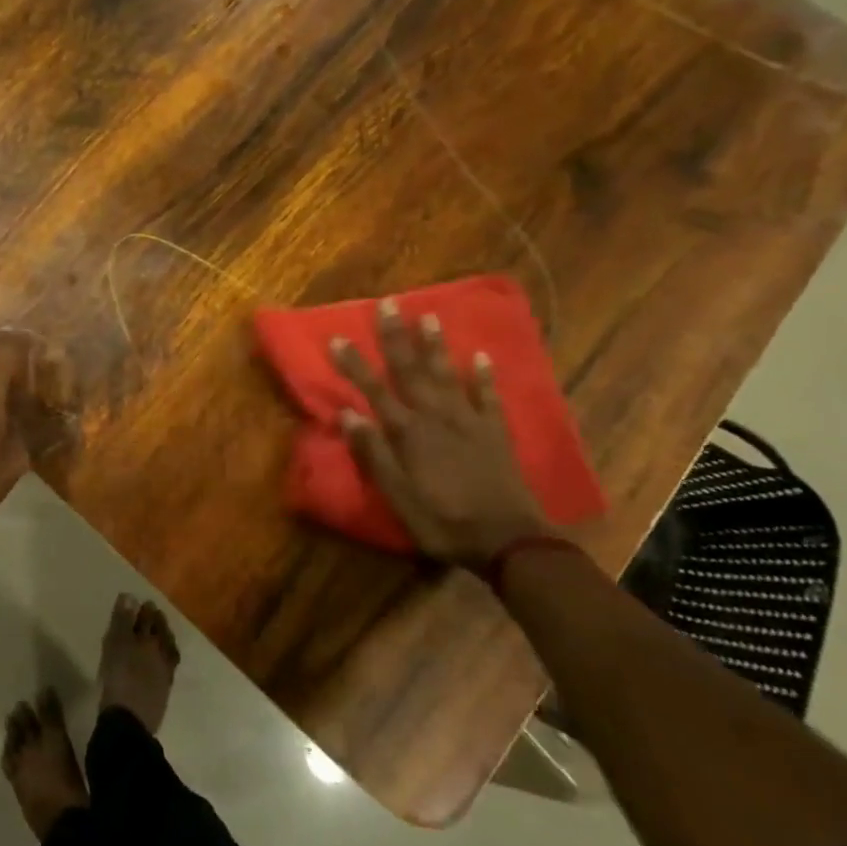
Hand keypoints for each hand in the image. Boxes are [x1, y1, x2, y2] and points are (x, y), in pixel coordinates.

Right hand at [330, 300, 545, 569]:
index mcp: (408, 433)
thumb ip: (373, 453)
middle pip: (411, 371)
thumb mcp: (397, 496)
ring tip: (428, 316)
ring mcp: (469, 421)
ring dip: (435, 346)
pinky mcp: (495, 433)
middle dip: (396, 338)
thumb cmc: (443, 521)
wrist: (508, 541)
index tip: (338, 337)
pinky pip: (489, 397)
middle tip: (388, 304)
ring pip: (447, 375)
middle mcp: (436, 417)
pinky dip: (484, 376)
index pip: (374, 390)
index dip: (354, 364)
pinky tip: (480, 356)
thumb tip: (347, 414)